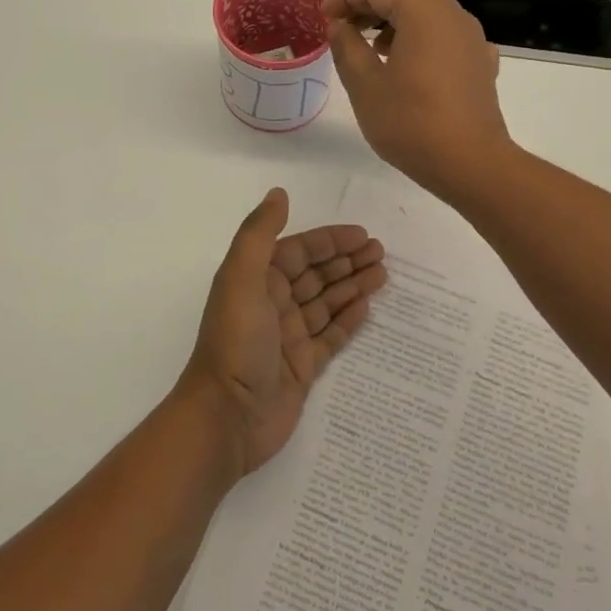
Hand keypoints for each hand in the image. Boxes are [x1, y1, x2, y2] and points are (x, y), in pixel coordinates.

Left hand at [179, 188, 385, 475]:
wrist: (226, 417)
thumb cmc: (235, 341)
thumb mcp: (241, 278)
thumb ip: (259, 233)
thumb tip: (279, 193)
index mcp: (257, 280)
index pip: (298, 251)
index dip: (329, 241)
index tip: (363, 235)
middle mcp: (272, 303)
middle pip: (316, 274)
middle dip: (346, 261)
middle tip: (382, 253)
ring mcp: (288, 337)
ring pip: (326, 303)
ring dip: (352, 286)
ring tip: (384, 274)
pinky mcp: (302, 368)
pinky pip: (330, 337)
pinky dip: (347, 321)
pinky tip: (368, 308)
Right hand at [323, 0, 513, 198]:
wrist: (471, 164)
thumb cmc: (412, 124)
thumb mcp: (365, 86)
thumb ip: (347, 47)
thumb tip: (339, 25)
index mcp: (423, 13)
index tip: (323, 16)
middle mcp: (452, 15)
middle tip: (345, 22)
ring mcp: (471, 37)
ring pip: (430, 7)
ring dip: (398, 14)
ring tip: (372, 44)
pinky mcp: (479, 61)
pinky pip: (446, 32)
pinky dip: (422, 33)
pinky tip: (410, 61)